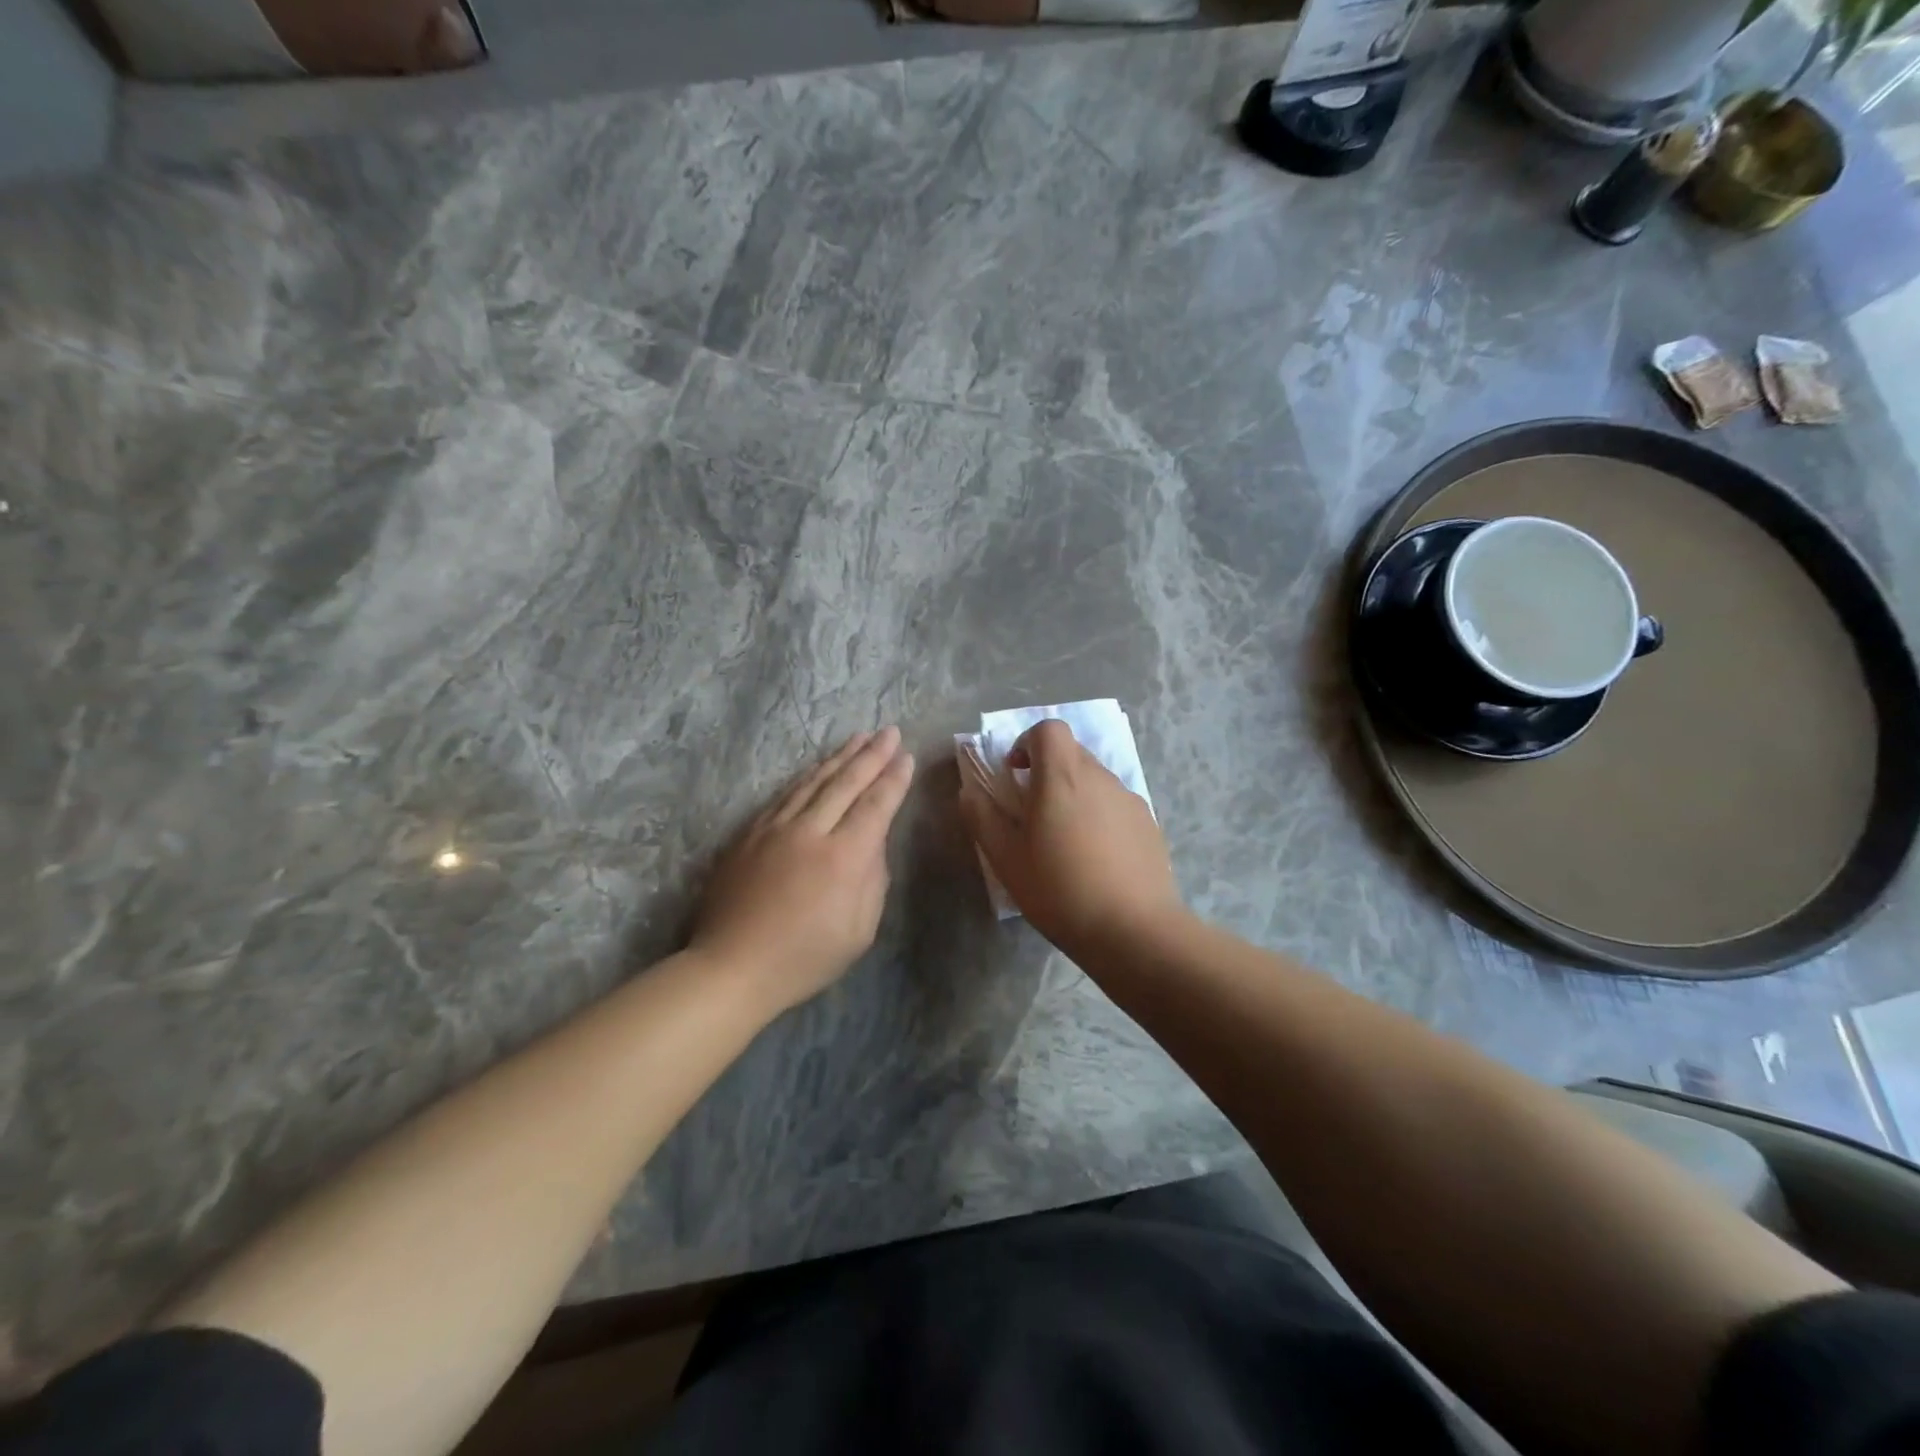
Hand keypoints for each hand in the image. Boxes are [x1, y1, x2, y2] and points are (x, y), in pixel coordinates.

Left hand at [692, 728, 915, 1013]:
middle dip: (872, 754)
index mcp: (844, 858)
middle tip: (889, 731)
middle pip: (846, 782)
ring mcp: (776, 828)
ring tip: (859, 737)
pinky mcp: (750, 833)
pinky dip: (807, 776)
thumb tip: (874, 843)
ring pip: (813, 781)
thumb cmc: (805, 958)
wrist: (732, 967)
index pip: (876, 805)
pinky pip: (785, 794)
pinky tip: (817, 767)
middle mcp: (811, 832)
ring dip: (840, 757)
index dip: (894, 779)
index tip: (907, 757)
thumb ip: (873, 880)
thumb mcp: (860, 930)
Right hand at [958, 719, 1185, 959]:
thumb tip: (969, 791)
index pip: (1049, 729)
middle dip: (1048, 772)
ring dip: (1075, 796)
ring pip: (1095, 780)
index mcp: (1062, 777)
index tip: (1016, 775)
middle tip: (1034, 814)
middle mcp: (1100, 777)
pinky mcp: (1150, 824)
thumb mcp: (1006, 859)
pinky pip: (1116, 805)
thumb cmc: (1060, 890)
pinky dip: (1100, 817)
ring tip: (1066, 843)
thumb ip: (982, 817)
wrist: (1134, 930)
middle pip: (1072, 753)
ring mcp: (1130, 799)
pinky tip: (1097, 860)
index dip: (1028, 743)